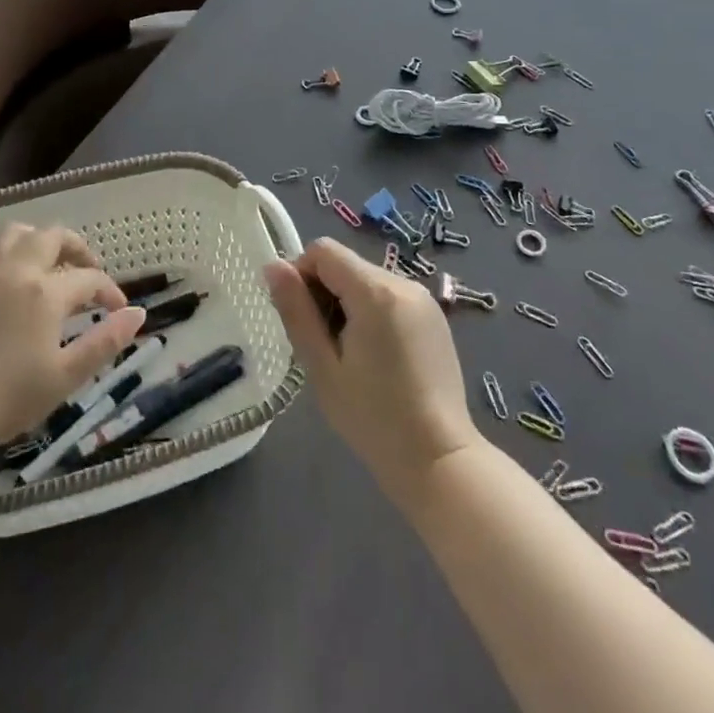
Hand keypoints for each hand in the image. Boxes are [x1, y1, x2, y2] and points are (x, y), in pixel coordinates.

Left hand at [0, 222, 145, 467]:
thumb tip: (138, 313)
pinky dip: (3, 254)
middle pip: (53, 236)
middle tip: (88, 271)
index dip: (109, 291)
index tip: (118, 310)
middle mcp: (16, 269)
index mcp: (46, 291)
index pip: (89, 279)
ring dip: (38, 239)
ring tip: (49, 262)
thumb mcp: (66, 376)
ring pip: (16, 232)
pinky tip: (7, 276)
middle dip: (77, 248)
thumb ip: (105, 342)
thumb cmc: (8, 397)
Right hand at [265, 238, 479, 503]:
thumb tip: (272, 266)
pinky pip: (388, 295)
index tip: (299, 318)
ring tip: (348, 353)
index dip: (301, 274)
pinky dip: (370, 311)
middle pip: (345, 264)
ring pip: (365, 279)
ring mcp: (423, 298)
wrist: (441, 461)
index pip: (323, 251)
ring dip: (346, 302)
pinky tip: (374, 355)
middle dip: (324, 292)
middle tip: (321, 344)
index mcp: (375, 291)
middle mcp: (403, 282)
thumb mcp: (322, 367)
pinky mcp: (433, 316)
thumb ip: (296, 311)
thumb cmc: (373, 418)